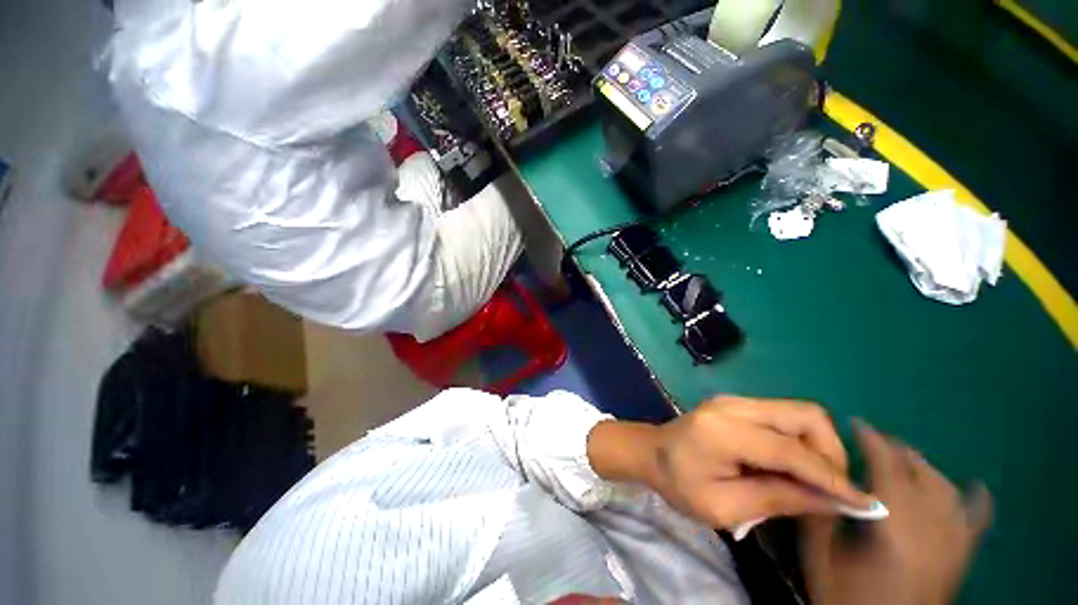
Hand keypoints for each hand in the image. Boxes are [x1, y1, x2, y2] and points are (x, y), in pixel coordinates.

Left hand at [589, 396, 874, 528]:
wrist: (651, 451)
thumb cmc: (678, 483)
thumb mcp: (723, 506)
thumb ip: (777, 499)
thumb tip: (834, 502)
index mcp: (724, 430)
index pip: (790, 449)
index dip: (832, 478)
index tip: (865, 505)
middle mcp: (733, 405)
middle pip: (805, 415)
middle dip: (830, 453)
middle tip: (829, 490)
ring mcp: (735, 400)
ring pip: (799, 412)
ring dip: (818, 445)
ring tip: (812, 480)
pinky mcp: (738, 404)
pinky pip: (784, 415)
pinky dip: (801, 439)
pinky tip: (793, 464)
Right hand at [800, 420, 992, 604]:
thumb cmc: (848, 599)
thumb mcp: (820, 559)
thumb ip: (817, 515)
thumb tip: (812, 478)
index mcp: (894, 528)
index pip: (887, 470)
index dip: (872, 441)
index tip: (856, 422)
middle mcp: (930, 530)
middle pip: (919, 476)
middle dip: (896, 451)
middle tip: (873, 441)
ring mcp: (951, 543)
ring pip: (945, 491)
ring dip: (924, 468)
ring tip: (905, 458)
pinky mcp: (960, 556)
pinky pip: (977, 522)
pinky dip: (976, 501)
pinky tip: (975, 487)